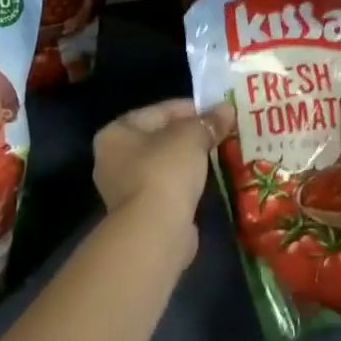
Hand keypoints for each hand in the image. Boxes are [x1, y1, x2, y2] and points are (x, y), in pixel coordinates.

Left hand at [93, 98, 231, 235]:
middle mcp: (113, 159)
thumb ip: (208, 122)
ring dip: (189, 160)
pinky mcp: (141, 213)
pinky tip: (207, 181)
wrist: (155, 232)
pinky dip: (186, 183)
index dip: (191, 109)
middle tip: (221, 133)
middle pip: (160, 138)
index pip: (159, 111)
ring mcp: (125, 189)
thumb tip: (227, 109)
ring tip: (219, 154)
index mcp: (116, 132)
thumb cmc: (165, 172)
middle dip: (191, 136)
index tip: (218, 112)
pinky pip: (168, 187)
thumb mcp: (191, 137)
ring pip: (164, 164)